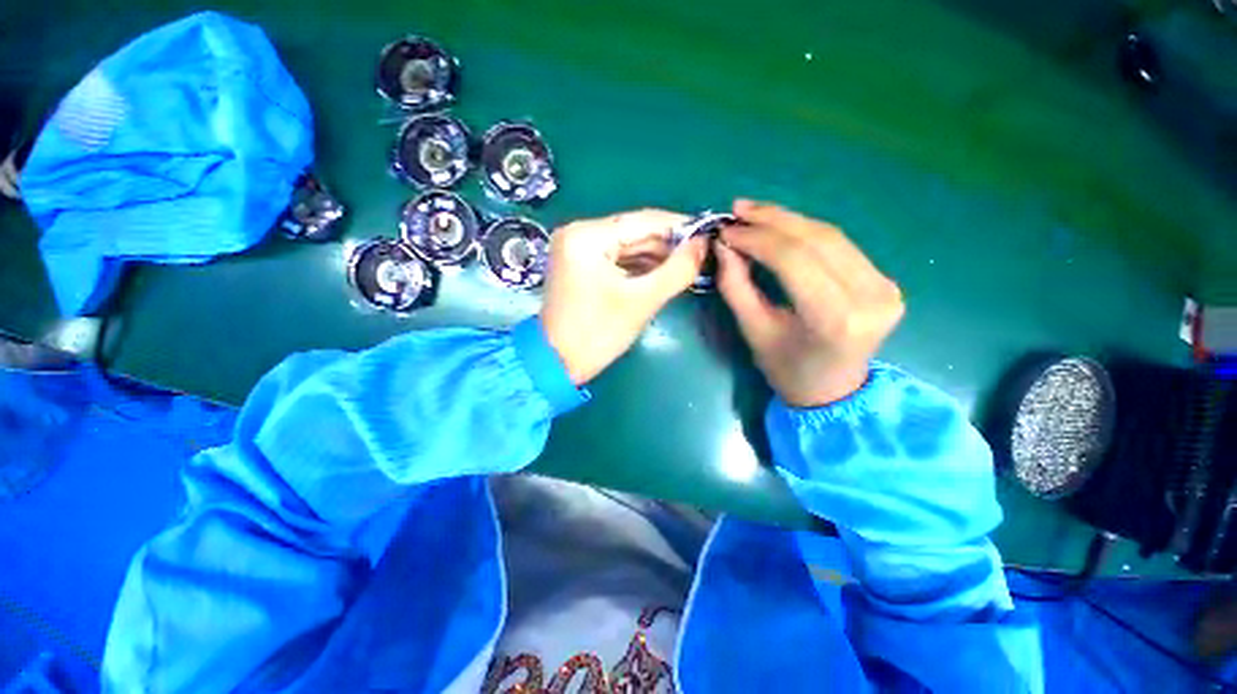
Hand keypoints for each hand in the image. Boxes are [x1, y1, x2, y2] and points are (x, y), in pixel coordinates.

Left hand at [541, 209, 707, 384]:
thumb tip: (704, 244)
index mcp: (587, 236)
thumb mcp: (642, 301)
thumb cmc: (597, 333)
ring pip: (627, 246)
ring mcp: (577, 249)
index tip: (709, 234)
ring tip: (687, 267)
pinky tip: (662, 274)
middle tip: (701, 256)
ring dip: (656, 257)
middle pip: (634, 232)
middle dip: (668, 245)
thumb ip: (677, 270)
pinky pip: (616, 259)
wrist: (557, 364)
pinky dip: (639, 267)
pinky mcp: (579, 265)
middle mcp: (579, 233)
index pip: (643, 221)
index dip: (680, 227)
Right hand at [715, 200, 903, 407]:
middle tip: (738, 209)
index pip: (794, 259)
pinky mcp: (886, 281)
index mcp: (834, 318)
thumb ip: (736, 285)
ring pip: (831, 236)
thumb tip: (724, 244)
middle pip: (817, 240)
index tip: (726, 229)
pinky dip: (806, 233)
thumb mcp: (753, 330)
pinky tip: (781, 227)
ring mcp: (885, 287)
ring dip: (788, 220)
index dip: (757, 238)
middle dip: (772, 220)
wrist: (832, 391)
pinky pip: (840, 246)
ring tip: (753, 213)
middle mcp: (869, 297)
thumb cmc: (786, 368)